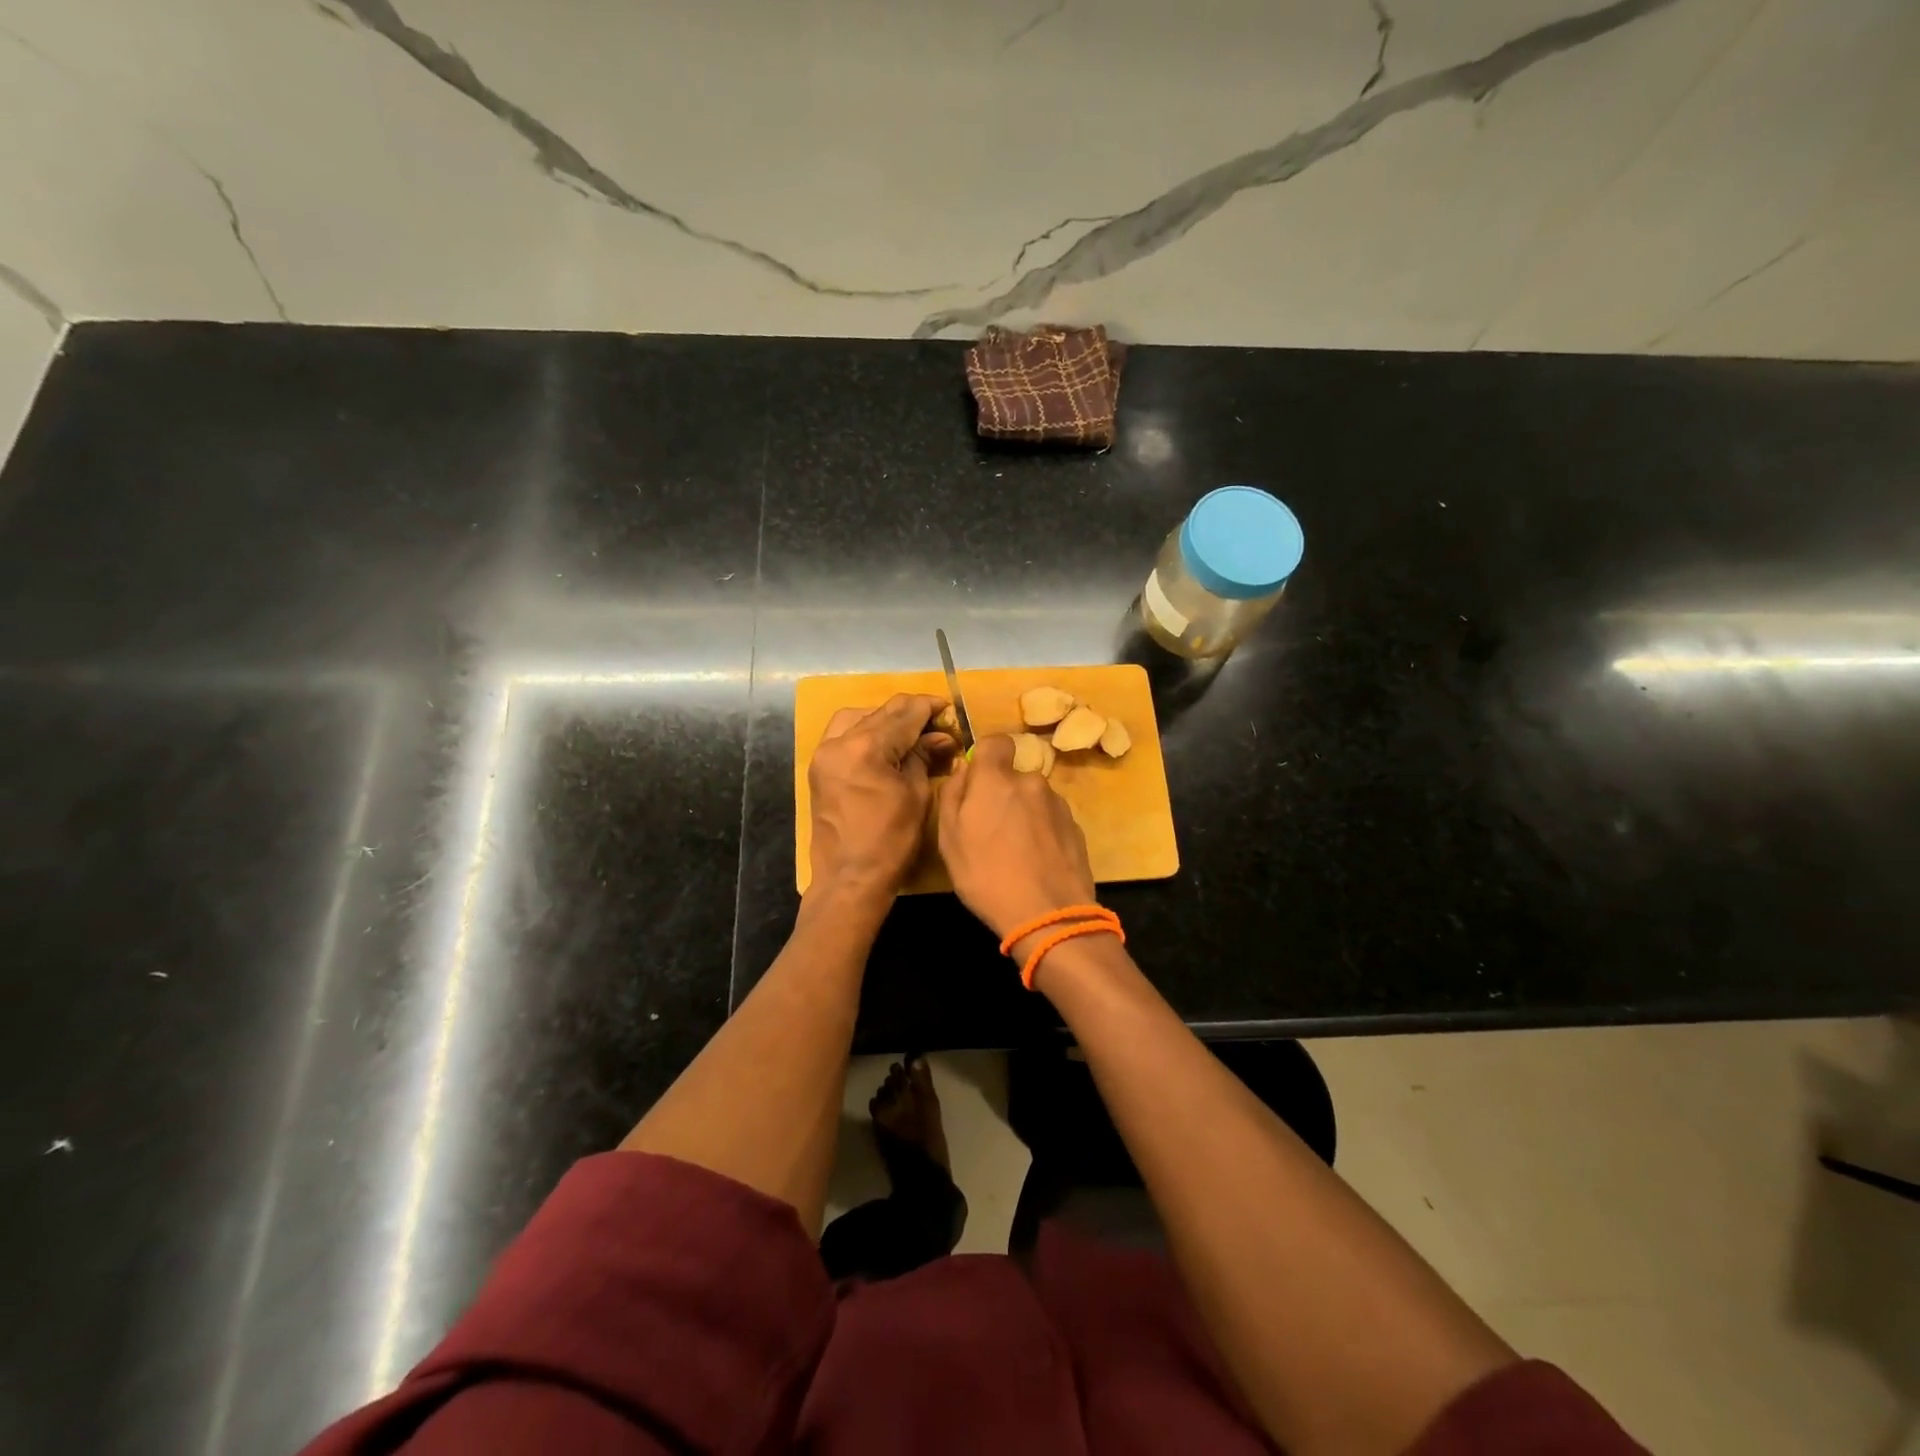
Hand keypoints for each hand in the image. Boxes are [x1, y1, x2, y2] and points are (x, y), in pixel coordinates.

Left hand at [808, 694, 954, 903]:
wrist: (850, 879)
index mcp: (865, 748)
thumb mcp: (916, 795)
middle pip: (880, 713)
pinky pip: (842, 735)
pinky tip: (884, 743)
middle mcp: (838, 743)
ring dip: (884, 719)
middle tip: (936, 722)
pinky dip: (864, 731)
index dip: (928, 707)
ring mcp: (824, 755)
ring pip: (857, 718)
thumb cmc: (891, 842)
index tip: (948, 706)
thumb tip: (940, 736)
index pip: (903, 714)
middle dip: (910, 714)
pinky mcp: (819, 768)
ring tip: (908, 731)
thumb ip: (923, 757)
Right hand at [937, 734, 1095, 940]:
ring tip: (1015, 853)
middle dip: (1002, 794)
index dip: (985, 756)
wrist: (1049, 915)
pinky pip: (1050, 819)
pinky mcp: (1076, 827)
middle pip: (1013, 776)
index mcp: (996, 780)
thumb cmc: (986, 877)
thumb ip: (952, 796)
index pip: (995, 741)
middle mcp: (1031, 782)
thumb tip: (962, 770)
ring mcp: (1058, 804)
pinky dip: (1042, 832)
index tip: (977, 781)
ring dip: (1023, 814)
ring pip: (1033, 799)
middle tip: (990, 831)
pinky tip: (1036, 862)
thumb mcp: (949, 840)